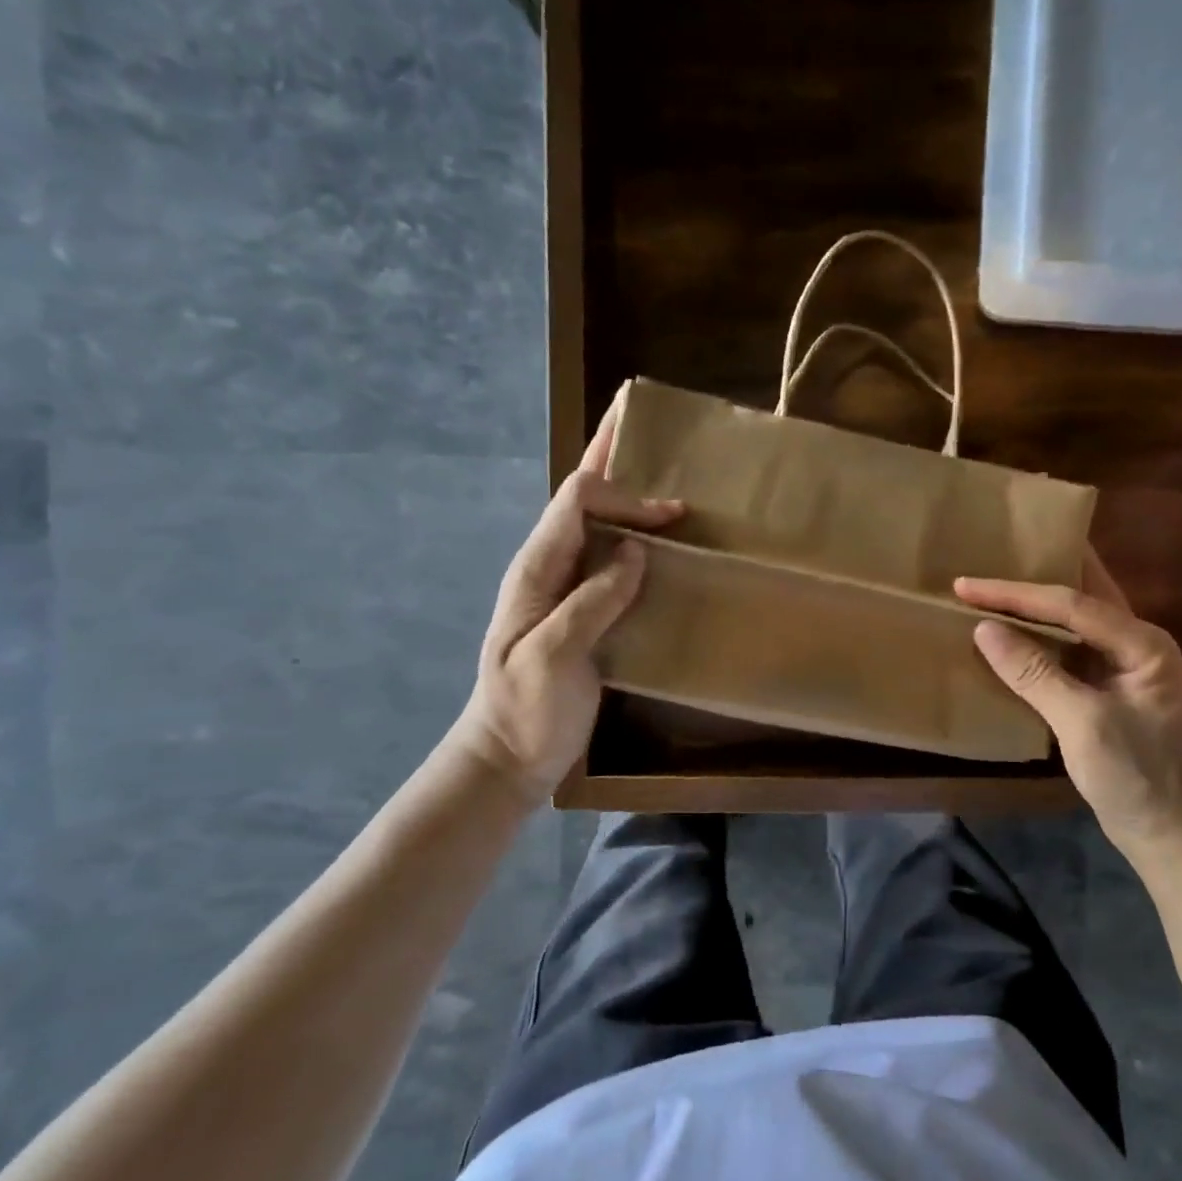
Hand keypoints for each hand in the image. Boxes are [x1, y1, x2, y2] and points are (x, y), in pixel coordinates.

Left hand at [450, 395, 682, 802]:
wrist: (508, 757)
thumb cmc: (526, 710)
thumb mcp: (552, 657)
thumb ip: (590, 601)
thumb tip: (634, 551)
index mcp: (537, 569)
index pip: (577, 503)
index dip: (624, 495)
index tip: (673, 514)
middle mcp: (550, 566)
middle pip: (580, 496)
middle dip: (609, 457)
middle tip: (641, 424)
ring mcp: (565, 588)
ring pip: (594, 522)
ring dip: (622, 491)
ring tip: (654, 466)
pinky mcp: (585, 610)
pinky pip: (609, 558)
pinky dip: (632, 534)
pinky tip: (657, 537)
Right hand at [957, 551, 1181, 860]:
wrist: (1177, 838)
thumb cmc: (1139, 778)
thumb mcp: (1084, 724)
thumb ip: (1034, 673)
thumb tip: (984, 629)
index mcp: (1141, 642)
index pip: (1069, 603)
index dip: (1014, 593)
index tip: (964, 585)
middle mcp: (1135, 643)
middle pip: (1077, 596)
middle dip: (1032, 577)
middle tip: (988, 556)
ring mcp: (1122, 667)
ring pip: (1072, 621)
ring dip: (1032, 607)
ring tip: (990, 588)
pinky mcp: (1106, 691)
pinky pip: (1066, 652)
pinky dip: (1036, 640)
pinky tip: (1009, 636)